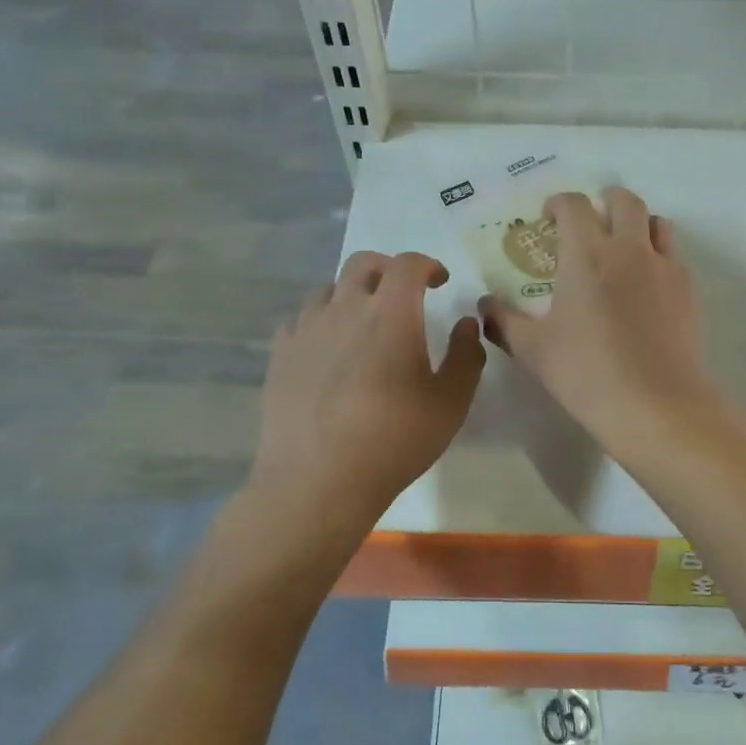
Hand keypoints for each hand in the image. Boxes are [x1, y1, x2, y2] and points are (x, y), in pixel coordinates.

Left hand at [253, 251, 483, 525]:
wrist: (318, 480)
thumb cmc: (394, 439)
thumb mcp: (451, 402)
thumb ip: (466, 355)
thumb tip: (466, 323)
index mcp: (391, 313)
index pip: (408, 264)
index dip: (428, 264)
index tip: (440, 281)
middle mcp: (345, 308)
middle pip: (363, 263)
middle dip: (389, 269)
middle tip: (403, 293)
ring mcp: (306, 329)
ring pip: (328, 289)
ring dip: (352, 294)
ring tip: (363, 322)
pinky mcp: (279, 355)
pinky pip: (300, 320)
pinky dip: (321, 321)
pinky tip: (327, 349)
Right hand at [481, 187, 720, 449]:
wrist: (657, 405)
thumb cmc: (587, 374)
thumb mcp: (534, 350)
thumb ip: (505, 321)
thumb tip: (484, 306)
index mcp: (587, 255)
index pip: (574, 205)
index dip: (559, 203)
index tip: (549, 218)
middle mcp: (629, 249)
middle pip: (623, 200)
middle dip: (604, 200)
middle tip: (589, 222)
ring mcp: (664, 268)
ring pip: (656, 223)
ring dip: (637, 224)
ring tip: (622, 248)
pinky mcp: (688, 291)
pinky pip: (673, 256)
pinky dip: (658, 256)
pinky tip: (646, 286)